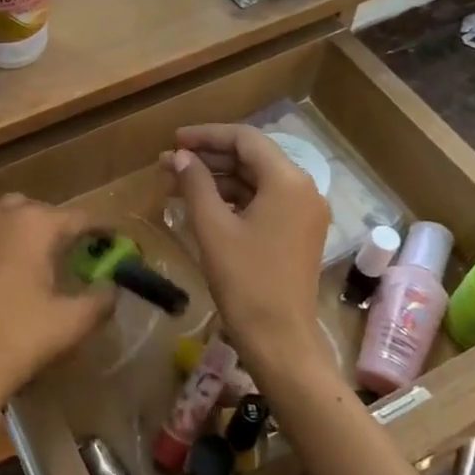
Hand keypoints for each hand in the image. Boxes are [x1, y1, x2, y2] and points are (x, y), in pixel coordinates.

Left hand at [0, 193, 114, 425]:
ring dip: (20, 220)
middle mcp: (3, 212)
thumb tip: (111, 285)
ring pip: (4, 207)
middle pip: (41, 209)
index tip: (112, 244)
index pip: (80, 218)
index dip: (100, 231)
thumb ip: (102, 298)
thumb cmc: (19, 341)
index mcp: (37, 224)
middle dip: (59, 228)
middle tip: (70, 256)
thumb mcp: (73, 323)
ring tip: (28, 247)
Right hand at [162, 124, 332, 383]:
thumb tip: (180, 156)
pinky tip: (202, 204)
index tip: (174, 140)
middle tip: (171, 162)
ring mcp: (303, 212)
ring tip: (178, 182)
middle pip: (252, 157)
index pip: (245, 139)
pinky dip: (233, 198)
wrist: (280, 340)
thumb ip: (195, 184)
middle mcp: (303, 189)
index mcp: (288, 181)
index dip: (206, 135)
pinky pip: (263, 201)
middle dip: (210, 157)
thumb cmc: (245, 280)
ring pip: (256, 180)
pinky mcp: (298, 232)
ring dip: (219, 178)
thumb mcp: (213, 228)